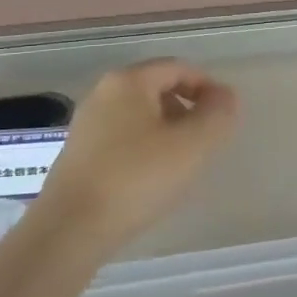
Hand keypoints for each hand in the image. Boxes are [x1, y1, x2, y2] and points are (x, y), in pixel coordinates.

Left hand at [35, 59, 237, 251]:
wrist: (71, 229)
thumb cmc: (137, 179)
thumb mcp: (192, 145)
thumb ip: (217, 115)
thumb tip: (225, 95)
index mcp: (128, 81)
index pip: (178, 68)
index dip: (207, 86)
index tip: (225, 116)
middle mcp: (103, 92)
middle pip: (157, 88)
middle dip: (187, 109)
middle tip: (206, 142)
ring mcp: (86, 123)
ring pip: (139, 115)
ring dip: (166, 131)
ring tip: (182, 163)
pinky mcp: (78, 153)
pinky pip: (122, 137)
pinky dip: (144, 148)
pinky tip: (151, 179)